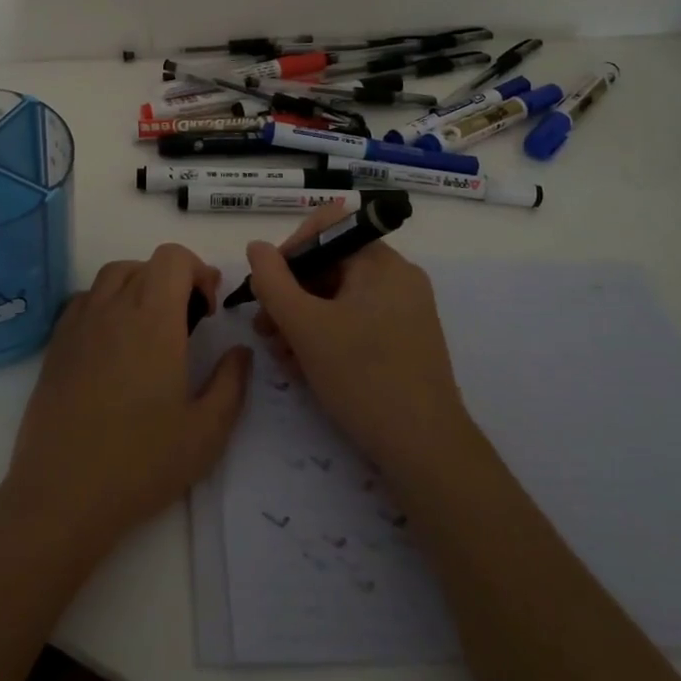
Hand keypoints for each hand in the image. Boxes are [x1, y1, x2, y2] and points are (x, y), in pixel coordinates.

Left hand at [5, 244, 252, 551]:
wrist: (63, 494)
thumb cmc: (142, 462)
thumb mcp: (207, 431)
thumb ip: (232, 382)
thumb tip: (240, 351)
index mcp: (153, 319)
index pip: (173, 258)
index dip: (197, 271)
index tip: (207, 310)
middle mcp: (113, 309)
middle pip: (145, 264)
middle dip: (173, 280)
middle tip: (188, 322)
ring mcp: (79, 324)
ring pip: (112, 276)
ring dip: (138, 286)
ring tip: (151, 328)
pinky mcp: (56, 345)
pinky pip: (84, 301)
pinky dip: (106, 304)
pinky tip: (114, 344)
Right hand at [245, 203, 472, 478]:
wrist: (425, 451)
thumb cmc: (363, 377)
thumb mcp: (305, 327)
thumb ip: (272, 281)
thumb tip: (256, 247)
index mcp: (381, 262)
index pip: (326, 229)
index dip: (289, 251)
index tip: (267, 288)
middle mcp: (397, 278)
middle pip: (330, 266)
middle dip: (290, 294)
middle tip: (264, 329)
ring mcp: (404, 311)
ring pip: (338, 298)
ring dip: (302, 320)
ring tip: (280, 355)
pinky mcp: (404, 341)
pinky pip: (355, 322)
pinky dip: (326, 336)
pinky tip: (304, 367)